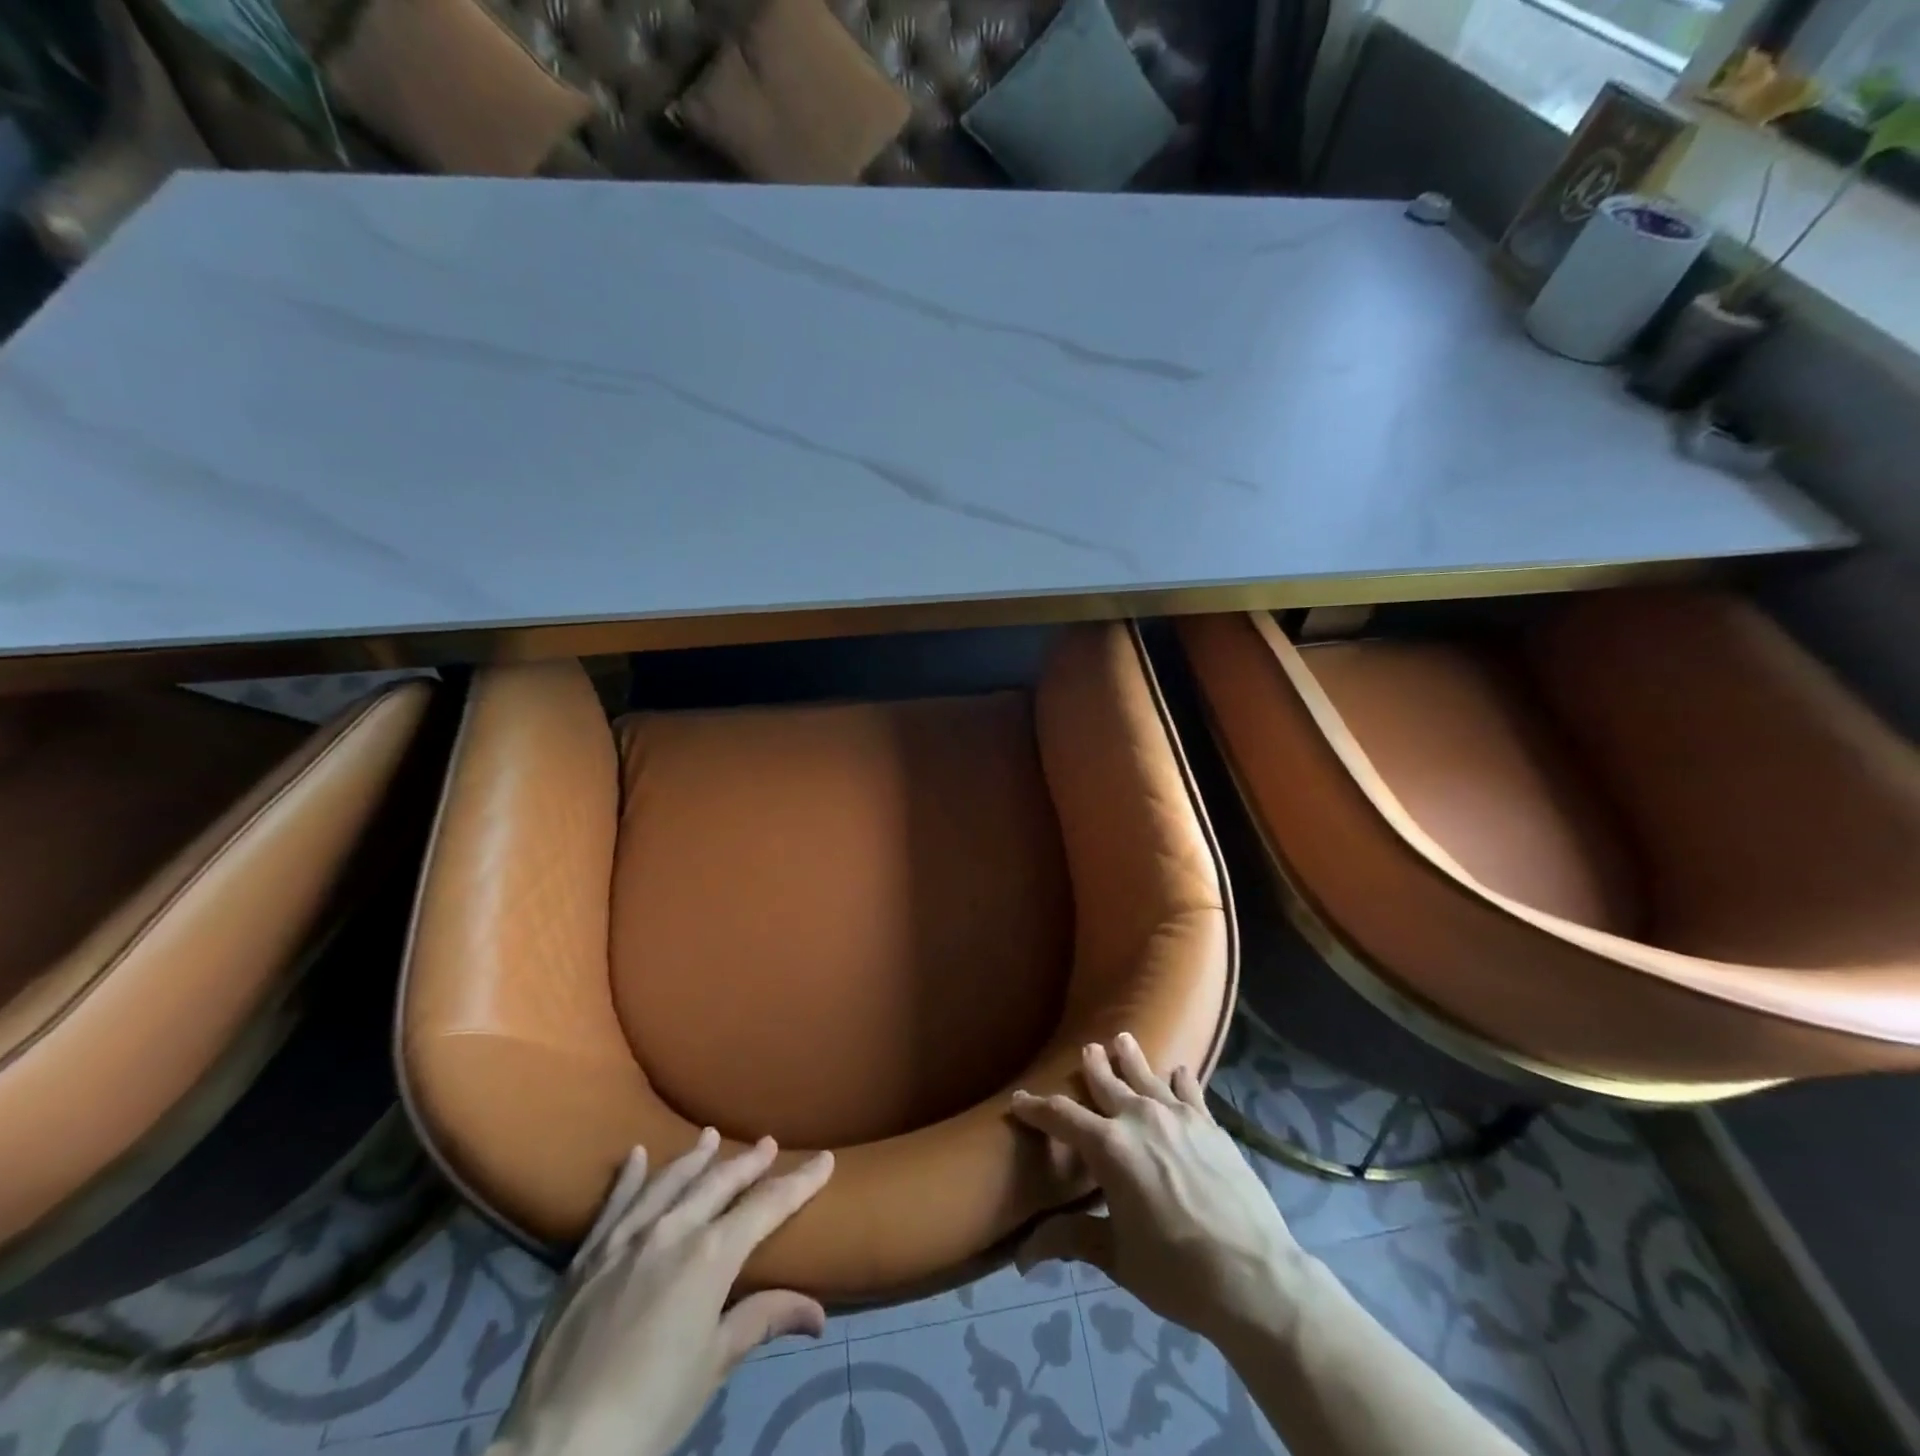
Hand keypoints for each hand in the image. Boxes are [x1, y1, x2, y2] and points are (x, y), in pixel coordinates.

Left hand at [491, 1131, 834, 1455]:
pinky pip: (614, 1203)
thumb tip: (818, 1313)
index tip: (824, 1160)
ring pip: (669, 1181)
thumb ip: (763, 1320)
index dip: (800, 1182)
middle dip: (749, 1163)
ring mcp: (625, 1237)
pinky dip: (629, 1177)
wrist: (559, 1446)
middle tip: (769, 1144)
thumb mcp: (714, 1364)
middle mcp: (672, 1230)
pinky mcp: (587, 1255)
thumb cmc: (651, 1409)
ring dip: (694, 1158)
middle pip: (720, 1182)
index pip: (767, 1206)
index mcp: (711, 1255)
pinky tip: (636, 1155)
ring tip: (710, 1136)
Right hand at [1010, 1033, 1309, 1349]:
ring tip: (1122, 1040)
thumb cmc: (1176, 1271)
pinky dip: (1180, 1079)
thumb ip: (1071, 1239)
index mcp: (1109, 1147)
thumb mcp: (1116, 1258)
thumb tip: (1022, 1255)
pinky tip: (1179, 1071)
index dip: (1037, 1108)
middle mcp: (1139, 1118)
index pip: (1062, 1116)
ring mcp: (1178, 1117)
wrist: (1254, 1276)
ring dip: (1132, 1058)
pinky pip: (1189, 1091)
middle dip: (1093, 1067)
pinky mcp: (1210, 1125)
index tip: (1019, 1100)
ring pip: (1147, 1076)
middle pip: (1107, 1082)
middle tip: (1086, 1050)